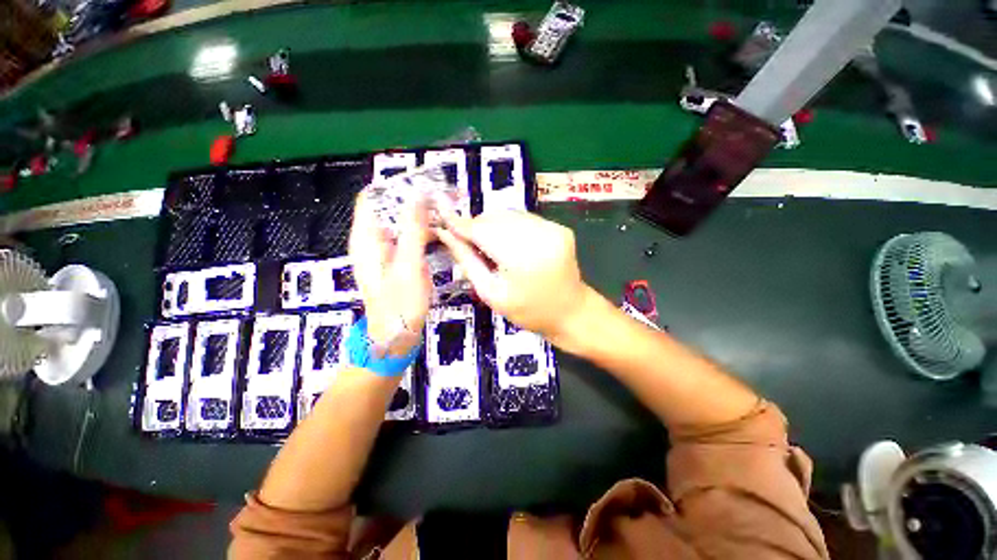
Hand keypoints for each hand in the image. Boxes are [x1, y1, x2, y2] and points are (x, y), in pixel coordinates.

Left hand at [348, 192, 431, 354]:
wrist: (396, 337)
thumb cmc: (399, 304)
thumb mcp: (408, 265)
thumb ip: (413, 230)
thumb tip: (419, 195)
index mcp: (366, 238)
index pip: (373, 197)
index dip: (396, 186)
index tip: (424, 184)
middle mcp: (373, 240)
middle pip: (391, 209)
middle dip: (417, 201)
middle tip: (446, 199)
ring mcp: (387, 251)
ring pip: (404, 223)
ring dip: (425, 216)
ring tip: (450, 213)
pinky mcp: (399, 261)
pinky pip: (411, 238)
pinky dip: (426, 232)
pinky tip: (444, 234)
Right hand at [436, 210, 591, 342]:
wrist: (571, 313)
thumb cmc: (528, 311)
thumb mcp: (491, 293)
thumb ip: (467, 261)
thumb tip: (445, 234)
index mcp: (522, 259)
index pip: (482, 230)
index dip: (460, 224)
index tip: (443, 221)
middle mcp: (541, 235)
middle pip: (495, 218)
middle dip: (477, 227)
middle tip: (470, 244)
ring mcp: (554, 228)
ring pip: (509, 214)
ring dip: (493, 226)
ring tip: (492, 248)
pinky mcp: (560, 227)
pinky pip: (525, 218)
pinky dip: (511, 227)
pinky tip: (511, 245)